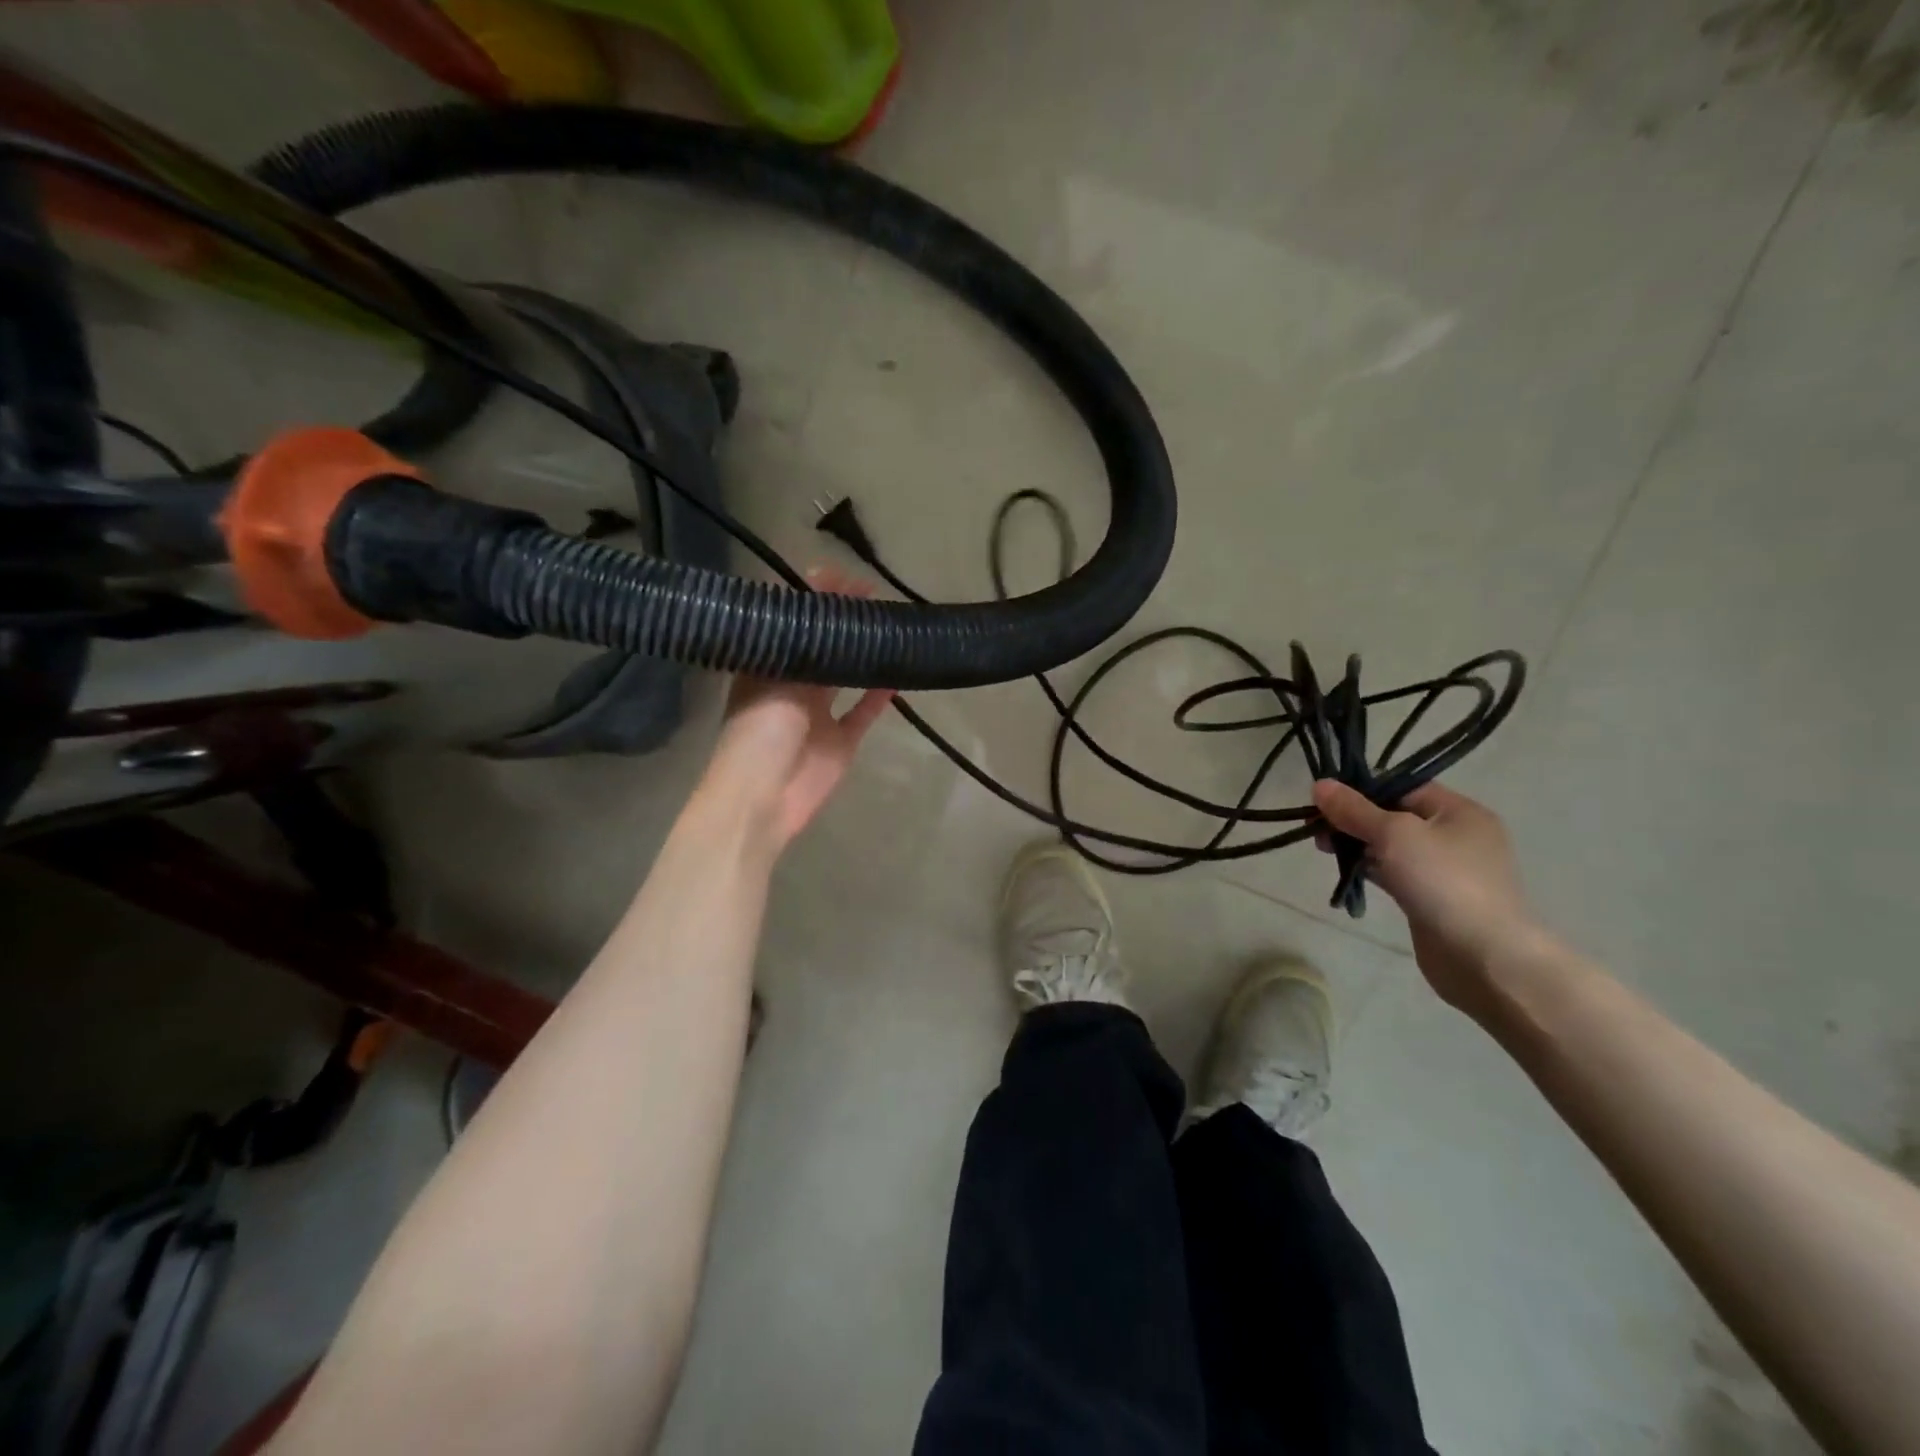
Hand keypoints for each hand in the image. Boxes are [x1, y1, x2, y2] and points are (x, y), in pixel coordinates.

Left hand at [700, 571, 893, 858]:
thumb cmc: (759, 730)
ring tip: (887, 626)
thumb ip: (802, 643)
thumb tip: (823, 596)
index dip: (813, 599)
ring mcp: (819, 715)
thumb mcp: (774, 677)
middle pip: (821, 647)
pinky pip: (864, 712)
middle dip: (843, 622)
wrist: (763, 796)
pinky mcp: (841, 741)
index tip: (840, 577)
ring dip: (863, 655)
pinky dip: (879, 695)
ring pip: (846, 677)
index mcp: (767, 668)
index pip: (792, 624)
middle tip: (872, 595)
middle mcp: (792, 686)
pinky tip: (898, 673)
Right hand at [1313, 780, 1538, 1011]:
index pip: (1403, 787)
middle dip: (1354, 820)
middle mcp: (1457, 836)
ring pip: (1392, 846)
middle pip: (1394, 815)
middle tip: (1318, 831)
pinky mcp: (1433, 898)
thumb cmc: (1443, 881)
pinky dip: (1371, 870)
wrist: (1484, 957)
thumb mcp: (1394, 834)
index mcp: (1460, 812)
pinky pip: (1396, 873)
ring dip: (1359, 845)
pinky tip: (1348, 873)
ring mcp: (1446, 870)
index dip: (1363, 790)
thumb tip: (1320, 784)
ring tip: (1325, 851)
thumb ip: (1354, 809)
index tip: (1324, 801)